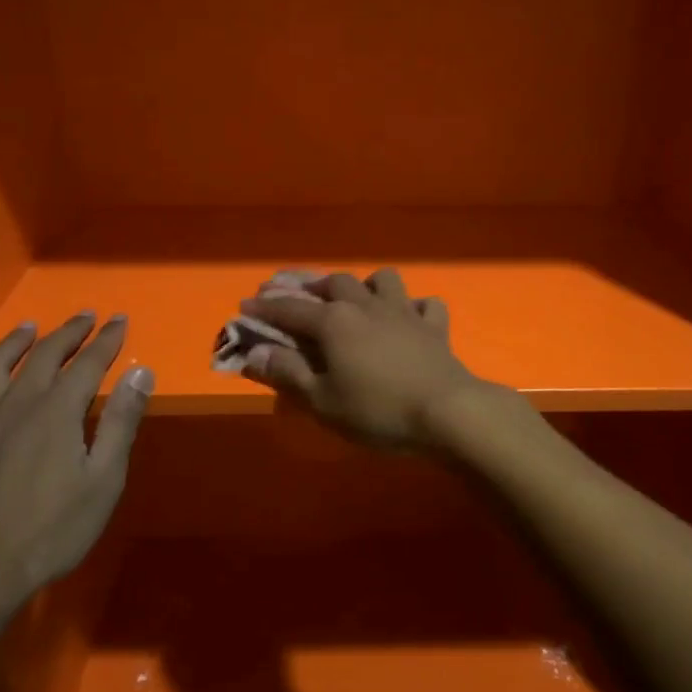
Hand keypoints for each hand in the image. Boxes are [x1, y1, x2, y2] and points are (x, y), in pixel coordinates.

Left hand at [0, 314, 152, 622]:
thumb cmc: (48, 533)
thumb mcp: (102, 483)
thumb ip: (120, 424)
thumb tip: (139, 372)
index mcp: (56, 412)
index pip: (88, 363)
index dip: (106, 340)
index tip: (119, 320)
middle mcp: (14, 403)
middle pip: (43, 354)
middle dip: (69, 332)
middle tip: (86, 316)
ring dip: (17, 340)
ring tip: (31, 327)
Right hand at [239, 269, 485, 451]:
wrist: (447, 412)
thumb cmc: (377, 410)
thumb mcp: (322, 400)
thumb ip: (287, 373)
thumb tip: (255, 352)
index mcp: (334, 322)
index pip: (290, 308)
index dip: (265, 307)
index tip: (245, 306)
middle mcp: (367, 306)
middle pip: (334, 282)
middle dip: (309, 285)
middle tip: (293, 293)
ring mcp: (404, 312)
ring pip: (382, 280)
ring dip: (364, 285)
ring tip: (355, 298)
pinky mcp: (434, 327)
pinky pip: (424, 304)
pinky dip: (414, 308)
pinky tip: (409, 318)